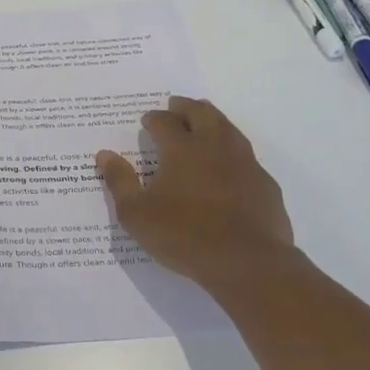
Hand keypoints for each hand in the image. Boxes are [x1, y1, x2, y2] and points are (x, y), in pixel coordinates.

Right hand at [95, 96, 299, 293]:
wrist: (248, 263)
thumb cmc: (185, 236)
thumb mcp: (137, 214)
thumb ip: (120, 181)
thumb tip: (104, 154)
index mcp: (181, 149)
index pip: (164, 122)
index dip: (154, 118)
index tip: (147, 120)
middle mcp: (214, 146)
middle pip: (201, 113)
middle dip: (185, 106)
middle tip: (176, 105)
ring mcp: (244, 163)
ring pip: (228, 128)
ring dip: (213, 119)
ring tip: (204, 120)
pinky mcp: (265, 183)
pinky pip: (246, 156)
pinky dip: (233, 150)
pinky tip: (230, 162)